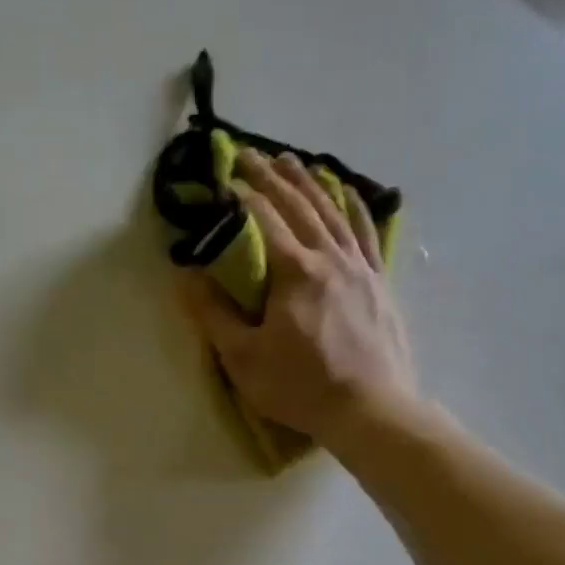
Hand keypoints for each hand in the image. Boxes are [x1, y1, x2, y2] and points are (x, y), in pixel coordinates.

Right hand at [176, 148, 419, 447]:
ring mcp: (360, 268)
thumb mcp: (243, 358)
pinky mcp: (378, 283)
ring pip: (333, 211)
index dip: (239, 196)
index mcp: (295, 272)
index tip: (219, 177)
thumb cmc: (300, 386)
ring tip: (290, 160)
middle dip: (270, 178)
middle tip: (247, 154)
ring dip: (309, 182)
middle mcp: (330, 258)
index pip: (263, 220)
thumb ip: (213, 314)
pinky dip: (354, 206)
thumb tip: (186, 276)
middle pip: (298, 205)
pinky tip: (347, 192)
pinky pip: (366, 232)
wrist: (371, 410)